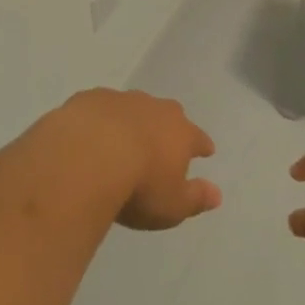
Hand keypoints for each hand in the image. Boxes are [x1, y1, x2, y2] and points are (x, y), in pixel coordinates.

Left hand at [47, 89, 222, 230]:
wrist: (86, 156)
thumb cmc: (138, 187)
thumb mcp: (173, 206)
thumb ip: (196, 198)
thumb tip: (217, 194)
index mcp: (180, 133)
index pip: (198, 138)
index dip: (202, 146)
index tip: (205, 151)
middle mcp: (154, 109)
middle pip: (168, 114)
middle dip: (167, 126)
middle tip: (162, 142)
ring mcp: (121, 100)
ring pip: (132, 107)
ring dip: (130, 121)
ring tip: (121, 140)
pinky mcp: (89, 99)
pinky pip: (99, 107)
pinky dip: (98, 119)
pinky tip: (88, 133)